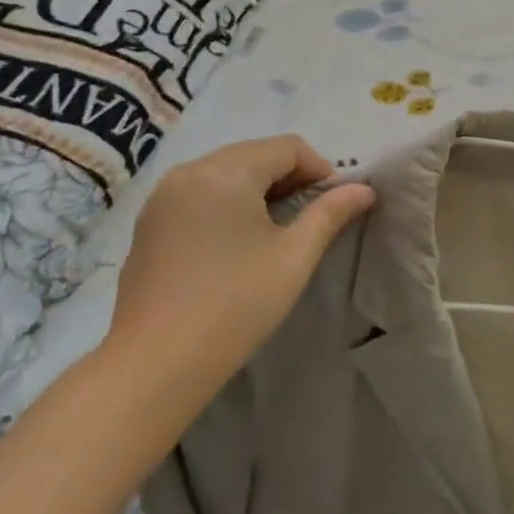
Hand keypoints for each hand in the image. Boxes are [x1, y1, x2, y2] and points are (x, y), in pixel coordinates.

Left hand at [100, 136, 375, 422]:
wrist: (154, 366)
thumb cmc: (234, 305)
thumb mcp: (294, 257)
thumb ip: (330, 213)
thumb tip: (364, 189)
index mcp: (226, 172)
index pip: (287, 147)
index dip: (319, 169)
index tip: (333, 205)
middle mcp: (190, 171)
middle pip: (254, 153)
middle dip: (288, 176)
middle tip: (309, 215)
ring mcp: (163, 196)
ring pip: (225, 171)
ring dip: (257, 187)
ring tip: (275, 228)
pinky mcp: (149, 222)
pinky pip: (199, 192)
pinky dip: (226, 201)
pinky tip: (235, 241)